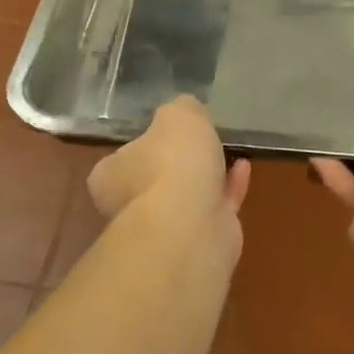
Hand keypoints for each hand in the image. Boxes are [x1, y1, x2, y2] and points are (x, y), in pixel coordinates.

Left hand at [87, 96, 251, 244]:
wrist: (192, 225)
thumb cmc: (170, 162)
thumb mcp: (177, 115)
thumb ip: (180, 110)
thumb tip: (184, 113)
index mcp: (110, 177)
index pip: (119, 159)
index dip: (143, 144)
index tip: (165, 132)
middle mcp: (130, 207)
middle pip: (154, 179)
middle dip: (177, 163)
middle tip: (199, 141)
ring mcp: (165, 230)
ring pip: (186, 197)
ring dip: (206, 176)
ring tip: (226, 150)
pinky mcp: (199, 243)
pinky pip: (215, 208)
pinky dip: (229, 188)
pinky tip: (243, 167)